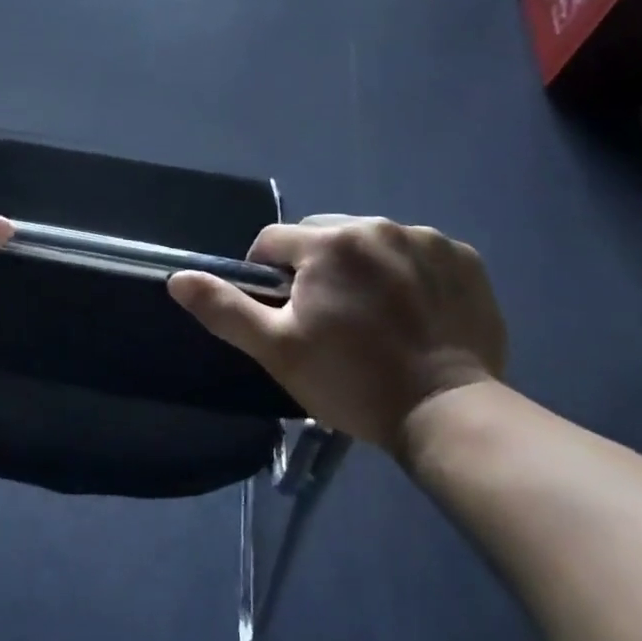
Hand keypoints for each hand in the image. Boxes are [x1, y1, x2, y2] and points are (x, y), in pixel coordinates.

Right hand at [168, 215, 506, 452]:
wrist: (450, 414)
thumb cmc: (353, 381)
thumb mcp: (277, 349)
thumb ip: (225, 308)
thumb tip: (177, 277)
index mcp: (327, 243)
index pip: (273, 242)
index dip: (267, 275)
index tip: (283, 312)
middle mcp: (375, 226)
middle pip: (323, 236)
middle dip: (315, 267)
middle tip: (328, 317)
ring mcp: (425, 240)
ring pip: (371, 241)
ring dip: (362, 266)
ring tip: (374, 316)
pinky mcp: (463, 258)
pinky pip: (418, 252)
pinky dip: (409, 272)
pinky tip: (415, 311)